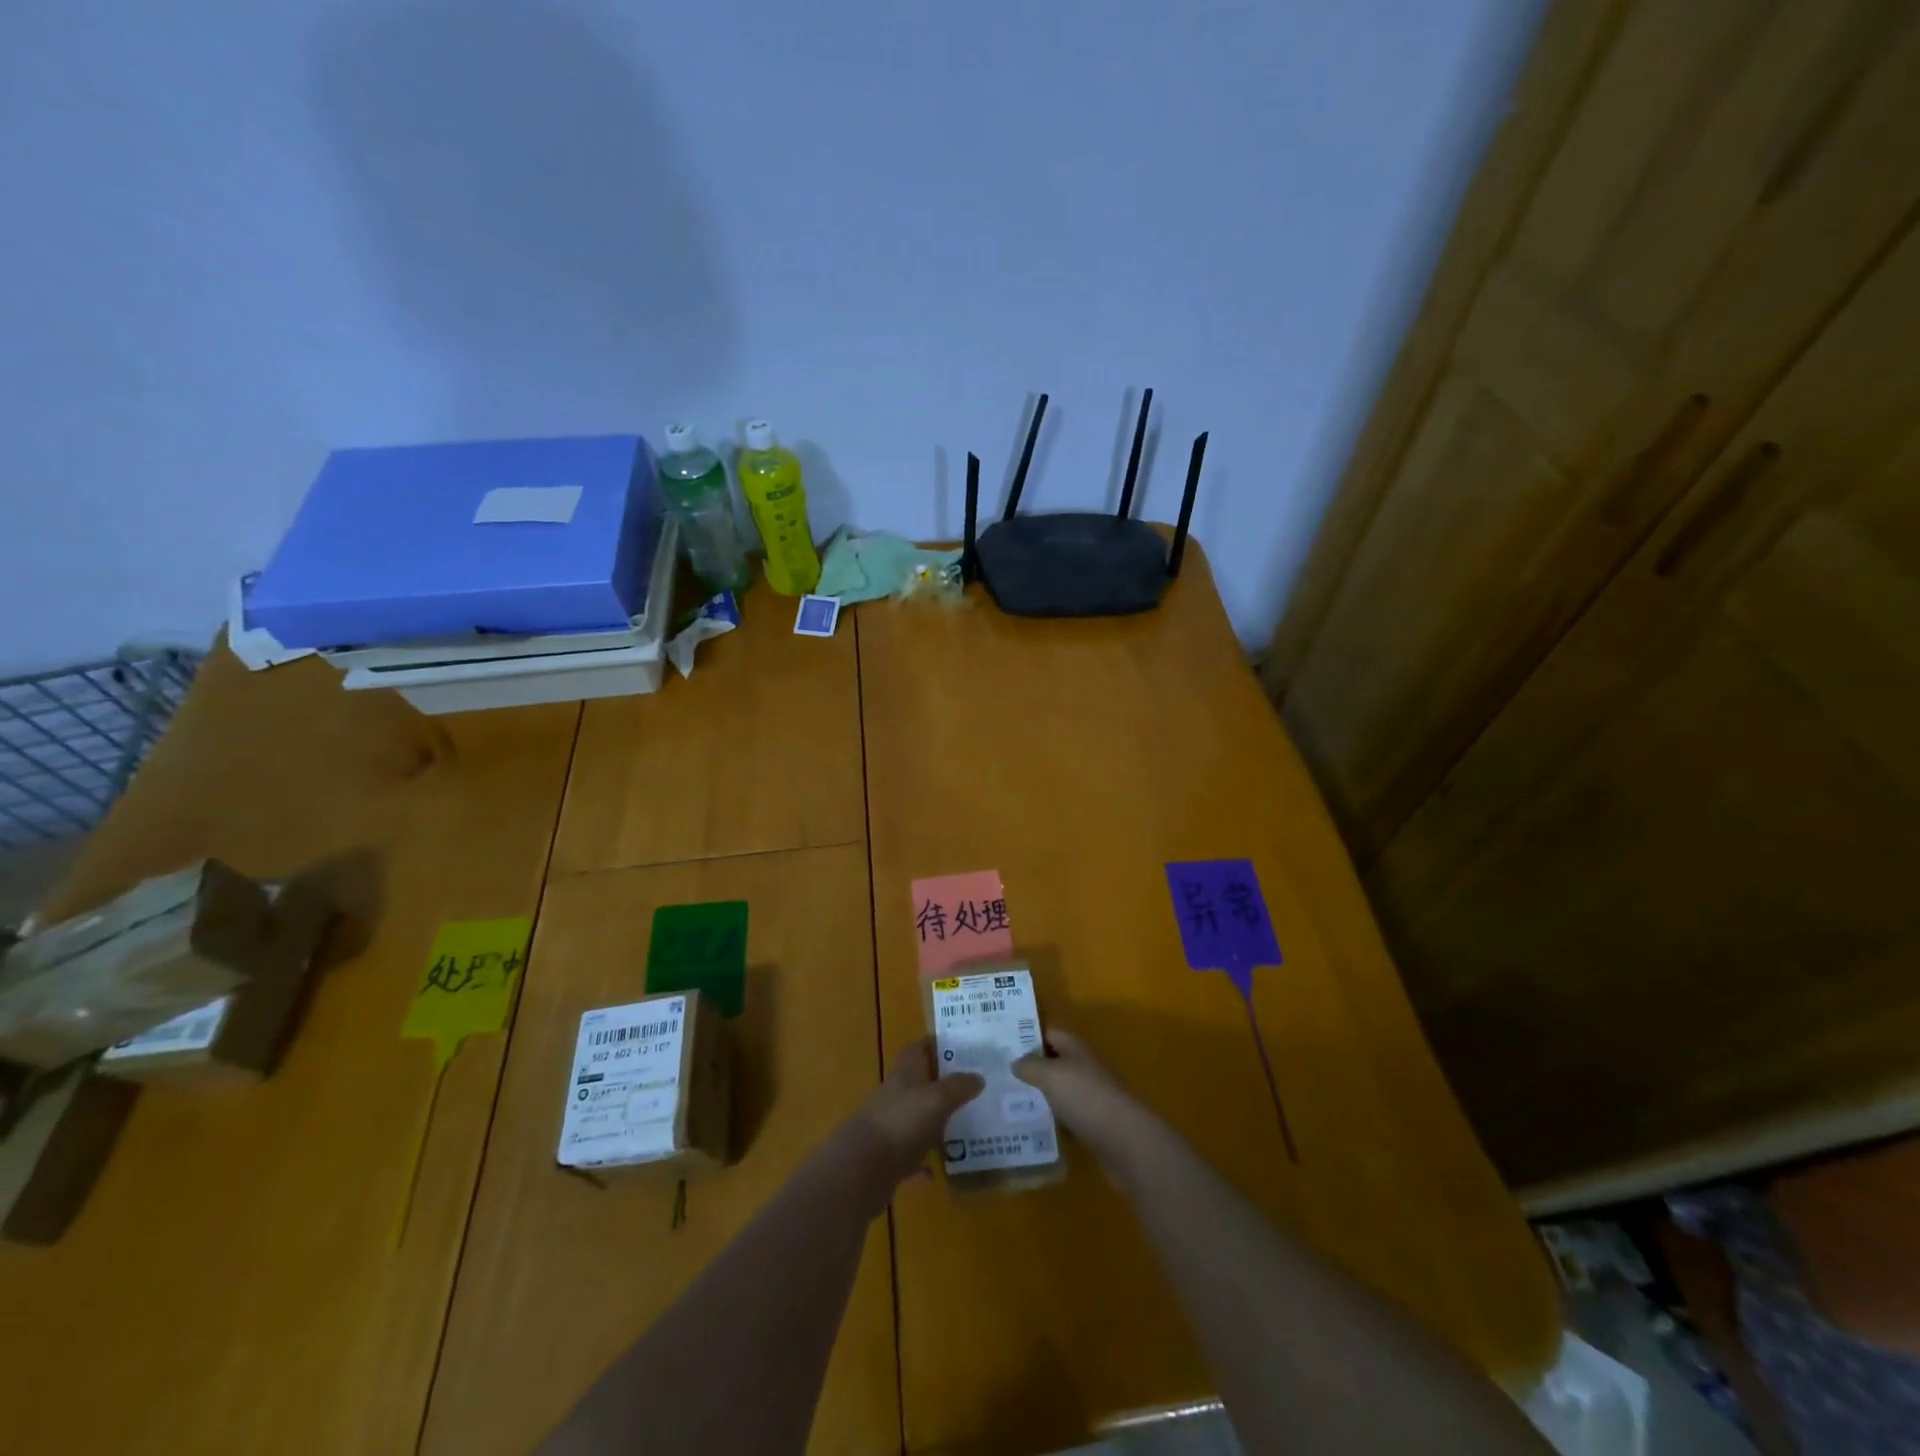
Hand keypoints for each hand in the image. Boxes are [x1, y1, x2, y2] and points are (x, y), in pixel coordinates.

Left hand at [858, 1037, 983, 1181]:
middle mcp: (895, 1096)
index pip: (916, 1049)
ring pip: (915, 1118)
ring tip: (962, 1126)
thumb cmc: (902, 1122)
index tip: (957, 1047)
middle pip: (917, 1083)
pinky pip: (910, 1155)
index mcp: (904, 1074)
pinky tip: (939, 1170)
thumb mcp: (937, 1099)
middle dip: (939, 1084)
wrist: (862, 1168)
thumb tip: (978, 1076)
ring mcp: (889, 1126)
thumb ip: (958, 1087)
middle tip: (969, 1088)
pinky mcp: (886, 1157)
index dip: (933, 1044)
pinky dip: (924, 1160)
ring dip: (933, 1122)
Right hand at [1013, 1027, 1154, 1174]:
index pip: (1049, 1032)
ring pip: (1060, 1090)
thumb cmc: (1086, 1098)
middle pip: (1054, 1061)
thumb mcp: (1051, 1075)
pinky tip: (1032, 1128)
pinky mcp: (1094, 1124)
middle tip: (998, 1074)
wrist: (1126, 1142)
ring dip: (1040, 1095)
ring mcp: (1092, 1096)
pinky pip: (1067, 1116)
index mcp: (1076, 1048)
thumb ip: (1030, 1065)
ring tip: (1007, 1101)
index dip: (1026, 1035)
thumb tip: (1015, 1061)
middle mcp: (1085, 1067)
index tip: (1001, 1043)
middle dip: (1030, 1067)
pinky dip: (1052, 1120)